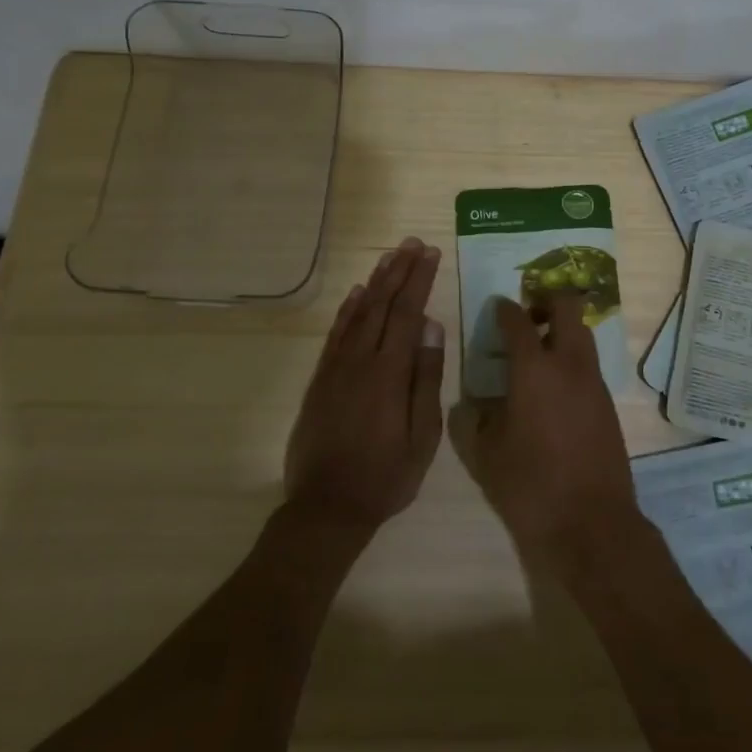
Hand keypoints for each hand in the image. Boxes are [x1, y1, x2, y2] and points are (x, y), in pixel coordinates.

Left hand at [284, 237, 445, 535]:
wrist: (326, 508)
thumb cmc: (385, 476)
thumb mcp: (422, 435)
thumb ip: (427, 378)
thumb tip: (432, 328)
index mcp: (389, 372)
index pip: (407, 313)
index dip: (420, 280)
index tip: (431, 253)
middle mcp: (360, 360)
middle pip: (381, 304)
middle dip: (399, 270)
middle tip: (413, 243)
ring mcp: (335, 368)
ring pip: (357, 313)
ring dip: (375, 281)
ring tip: (390, 257)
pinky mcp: (320, 380)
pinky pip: (335, 334)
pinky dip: (347, 309)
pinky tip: (356, 294)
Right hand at [448, 292, 644, 577]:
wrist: (592, 524)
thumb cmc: (530, 486)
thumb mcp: (486, 454)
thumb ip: (475, 420)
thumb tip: (474, 403)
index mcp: (534, 369)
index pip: (518, 320)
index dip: (504, 308)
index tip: (497, 307)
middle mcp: (569, 364)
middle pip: (567, 307)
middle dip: (546, 301)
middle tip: (526, 318)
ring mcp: (594, 382)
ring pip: (582, 334)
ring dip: (562, 330)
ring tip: (538, 354)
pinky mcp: (608, 403)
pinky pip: (589, 364)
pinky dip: (572, 360)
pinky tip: (554, 388)